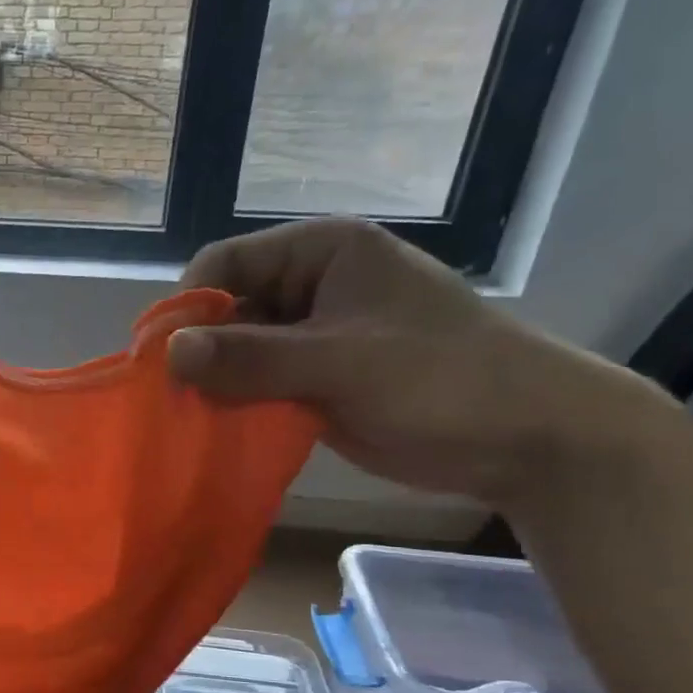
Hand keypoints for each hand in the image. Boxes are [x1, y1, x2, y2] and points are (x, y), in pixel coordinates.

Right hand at [166, 218, 663, 509]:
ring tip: (197, 419)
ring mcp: (313, 335)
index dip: (189, 306)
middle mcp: (311, 286)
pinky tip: (223, 429)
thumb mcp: (342, 364)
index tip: (165, 360)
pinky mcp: (316, 378)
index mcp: (321, 253)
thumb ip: (252, 357)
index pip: (225, 263)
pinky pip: (259, 383)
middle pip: (227, 308)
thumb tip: (167, 353)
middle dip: (201, 351)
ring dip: (217, 383)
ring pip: (238, 351)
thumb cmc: (442, 381)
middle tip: (179, 399)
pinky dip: (239, 404)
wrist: (527, 439)